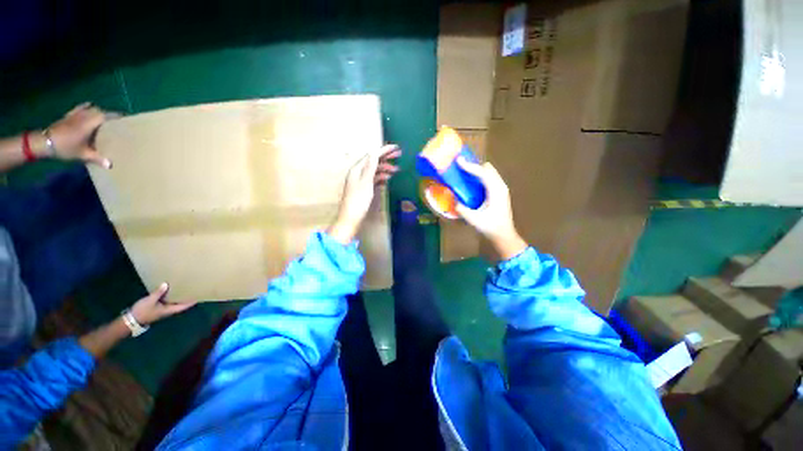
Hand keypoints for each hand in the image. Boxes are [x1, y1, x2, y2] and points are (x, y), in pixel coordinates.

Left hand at [46, 102, 115, 167]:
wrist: (45, 142)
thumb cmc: (66, 147)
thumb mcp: (82, 155)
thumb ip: (97, 158)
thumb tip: (110, 165)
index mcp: (91, 123)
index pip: (107, 115)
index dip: (117, 116)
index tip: (126, 119)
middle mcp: (85, 115)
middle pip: (100, 111)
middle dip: (108, 115)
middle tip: (116, 122)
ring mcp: (76, 114)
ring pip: (91, 109)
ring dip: (98, 112)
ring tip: (104, 118)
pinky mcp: (69, 115)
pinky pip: (80, 108)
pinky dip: (86, 107)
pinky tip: (89, 107)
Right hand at [129, 283, 195, 325]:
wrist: (130, 319)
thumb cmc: (142, 311)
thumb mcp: (150, 301)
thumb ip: (158, 293)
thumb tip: (166, 284)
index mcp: (169, 310)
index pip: (184, 306)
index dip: (192, 302)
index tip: (200, 296)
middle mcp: (168, 309)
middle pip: (180, 303)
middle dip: (186, 297)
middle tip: (194, 289)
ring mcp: (163, 308)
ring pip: (173, 301)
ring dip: (178, 296)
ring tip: (185, 287)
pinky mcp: (157, 307)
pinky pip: (166, 300)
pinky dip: (170, 295)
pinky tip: (171, 289)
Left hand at [328, 144, 400, 243]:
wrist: (351, 218)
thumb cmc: (358, 201)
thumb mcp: (366, 183)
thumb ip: (370, 167)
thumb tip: (375, 152)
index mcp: (357, 170)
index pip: (372, 156)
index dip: (384, 150)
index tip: (396, 148)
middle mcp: (358, 173)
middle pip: (373, 161)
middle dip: (386, 158)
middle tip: (399, 155)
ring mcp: (361, 181)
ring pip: (374, 170)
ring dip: (385, 168)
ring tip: (396, 170)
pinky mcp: (364, 189)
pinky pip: (374, 179)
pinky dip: (381, 177)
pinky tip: (388, 179)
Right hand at [455, 158, 527, 260]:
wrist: (504, 235)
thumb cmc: (490, 227)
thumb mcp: (473, 219)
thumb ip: (462, 209)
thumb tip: (453, 200)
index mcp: (496, 192)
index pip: (483, 174)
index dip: (470, 166)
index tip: (459, 161)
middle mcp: (500, 187)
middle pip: (488, 169)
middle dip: (474, 165)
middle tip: (460, 166)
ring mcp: (501, 189)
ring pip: (490, 173)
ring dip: (478, 170)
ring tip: (465, 171)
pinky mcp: (500, 193)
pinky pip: (490, 178)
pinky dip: (481, 176)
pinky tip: (472, 182)